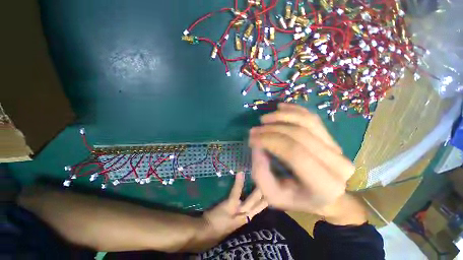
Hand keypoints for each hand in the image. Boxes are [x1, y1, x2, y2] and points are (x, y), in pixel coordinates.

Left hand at [201, 172, 266, 240]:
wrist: (206, 233)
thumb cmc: (219, 225)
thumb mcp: (233, 221)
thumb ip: (241, 212)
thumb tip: (247, 203)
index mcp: (246, 217)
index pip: (260, 207)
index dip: (266, 199)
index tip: (271, 190)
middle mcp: (245, 215)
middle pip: (259, 204)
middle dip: (266, 194)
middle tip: (272, 182)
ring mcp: (238, 210)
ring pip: (252, 199)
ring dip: (258, 190)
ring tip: (263, 177)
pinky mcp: (230, 205)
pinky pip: (236, 192)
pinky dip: (239, 183)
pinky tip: (241, 174)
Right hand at [249, 103, 354, 214]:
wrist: (324, 197)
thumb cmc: (296, 199)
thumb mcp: (272, 195)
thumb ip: (261, 173)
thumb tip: (256, 146)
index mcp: (324, 185)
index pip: (294, 153)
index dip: (269, 141)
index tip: (252, 139)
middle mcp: (337, 164)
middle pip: (299, 135)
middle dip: (271, 129)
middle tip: (254, 130)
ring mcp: (338, 148)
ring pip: (307, 121)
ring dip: (282, 116)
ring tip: (264, 119)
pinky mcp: (332, 138)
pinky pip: (312, 118)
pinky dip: (295, 110)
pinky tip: (280, 107)